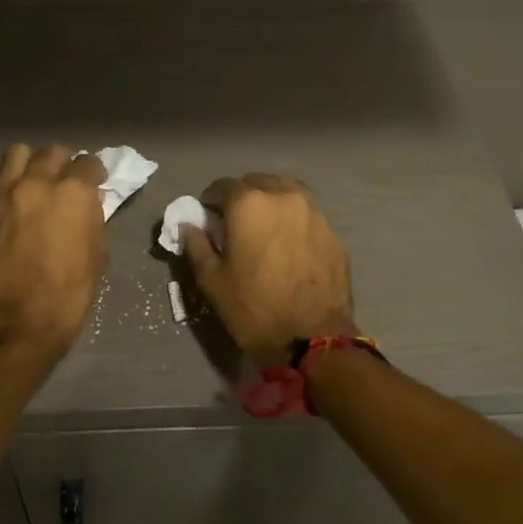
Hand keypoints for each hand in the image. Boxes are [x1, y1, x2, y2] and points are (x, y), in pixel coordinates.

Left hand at [0, 144, 107, 360]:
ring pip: (17, 154)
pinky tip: (11, 200)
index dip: (94, 172)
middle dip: (63, 164)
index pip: (88, 163)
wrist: (16, 325)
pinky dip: (6, 183)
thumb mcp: (97, 256)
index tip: (94, 181)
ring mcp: (3, 194)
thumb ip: (93, 220)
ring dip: (30, 163)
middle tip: (65, 181)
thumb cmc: (68, 296)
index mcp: (73, 193)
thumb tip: (89, 203)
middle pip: (52, 153)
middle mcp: (37, 183)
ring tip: (34, 181)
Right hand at [177, 174, 357, 364]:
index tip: (208, 218)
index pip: (223, 186)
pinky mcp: (333, 234)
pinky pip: (307, 216)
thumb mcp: (212, 281)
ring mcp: (314, 213)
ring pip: (286, 194)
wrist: (314, 340)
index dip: (211, 201)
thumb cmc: (254, 309)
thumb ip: (197, 245)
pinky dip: (293, 222)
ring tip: (264, 230)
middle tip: (236, 224)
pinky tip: (288, 247)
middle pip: (257, 183)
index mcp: (250, 204)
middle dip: (243, 198)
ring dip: (271, 204)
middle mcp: (284, 197)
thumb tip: (189, 225)